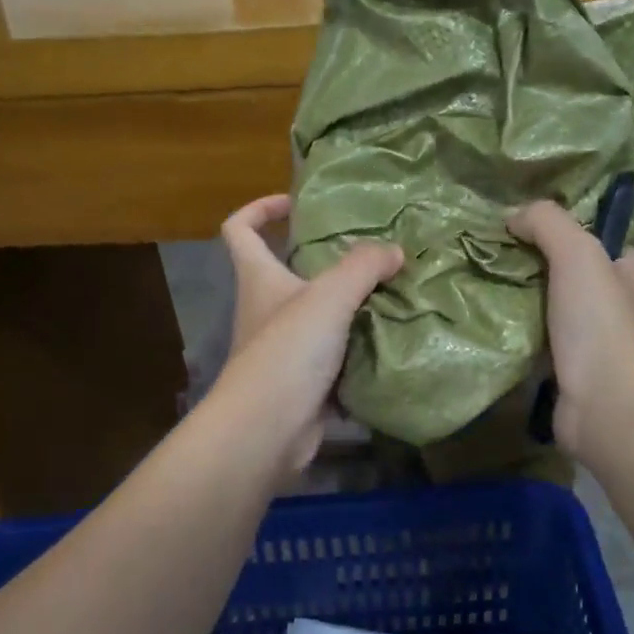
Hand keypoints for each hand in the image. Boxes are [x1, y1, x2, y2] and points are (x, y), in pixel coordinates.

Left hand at [212, 195, 402, 470]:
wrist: (268, 430)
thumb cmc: (288, 351)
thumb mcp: (329, 296)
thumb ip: (363, 266)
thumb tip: (394, 251)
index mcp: (258, 278)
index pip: (239, 229)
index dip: (260, 208)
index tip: (295, 203)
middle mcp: (265, 309)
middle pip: (287, 271)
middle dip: (325, 260)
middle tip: (370, 254)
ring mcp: (283, 348)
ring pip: (318, 315)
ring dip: (349, 306)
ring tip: (392, 293)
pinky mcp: (303, 381)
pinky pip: (335, 355)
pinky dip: (358, 348)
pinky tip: (392, 341)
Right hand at [508, 200, 633, 458]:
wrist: (604, 405)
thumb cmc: (599, 323)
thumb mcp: (576, 253)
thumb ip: (546, 222)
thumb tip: (512, 215)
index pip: (597, 238)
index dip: (561, 229)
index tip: (519, 228)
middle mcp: (621, 304)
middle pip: (570, 272)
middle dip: (533, 265)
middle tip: (492, 257)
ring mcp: (597, 341)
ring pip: (552, 307)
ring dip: (522, 301)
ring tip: (483, 285)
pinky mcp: (573, 370)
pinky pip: (540, 340)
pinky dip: (519, 333)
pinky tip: (491, 324)